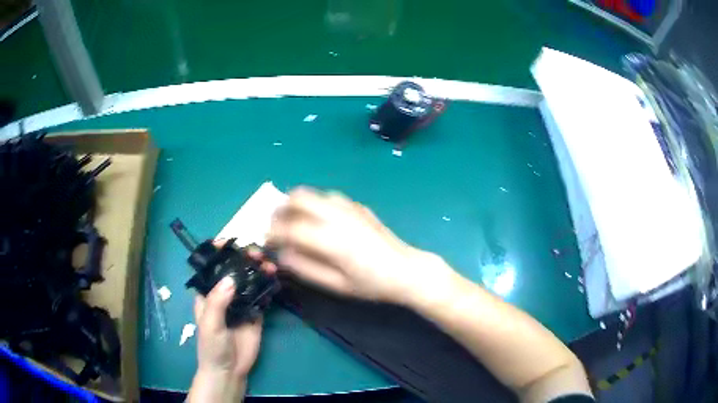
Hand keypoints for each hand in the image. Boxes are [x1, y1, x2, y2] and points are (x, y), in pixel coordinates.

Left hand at [188, 246, 270, 402]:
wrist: (230, 370)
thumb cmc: (212, 347)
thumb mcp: (210, 325)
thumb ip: (218, 302)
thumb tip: (231, 278)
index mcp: (207, 294)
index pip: (211, 268)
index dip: (218, 253)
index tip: (230, 242)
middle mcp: (224, 294)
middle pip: (233, 270)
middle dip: (243, 259)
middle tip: (256, 254)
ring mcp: (241, 303)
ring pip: (250, 280)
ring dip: (258, 270)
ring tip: (268, 265)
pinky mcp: (256, 313)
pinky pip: (262, 295)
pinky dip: (269, 285)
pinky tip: (275, 278)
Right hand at [268, 187, 452, 304]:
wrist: (406, 270)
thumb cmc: (372, 284)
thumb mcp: (336, 285)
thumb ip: (304, 268)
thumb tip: (281, 254)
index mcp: (331, 239)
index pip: (290, 228)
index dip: (272, 233)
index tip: (264, 240)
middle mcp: (338, 216)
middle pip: (298, 198)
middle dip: (280, 210)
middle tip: (276, 227)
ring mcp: (349, 207)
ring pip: (312, 193)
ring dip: (296, 204)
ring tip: (293, 222)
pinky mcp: (357, 206)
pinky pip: (327, 196)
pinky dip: (314, 204)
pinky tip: (317, 220)